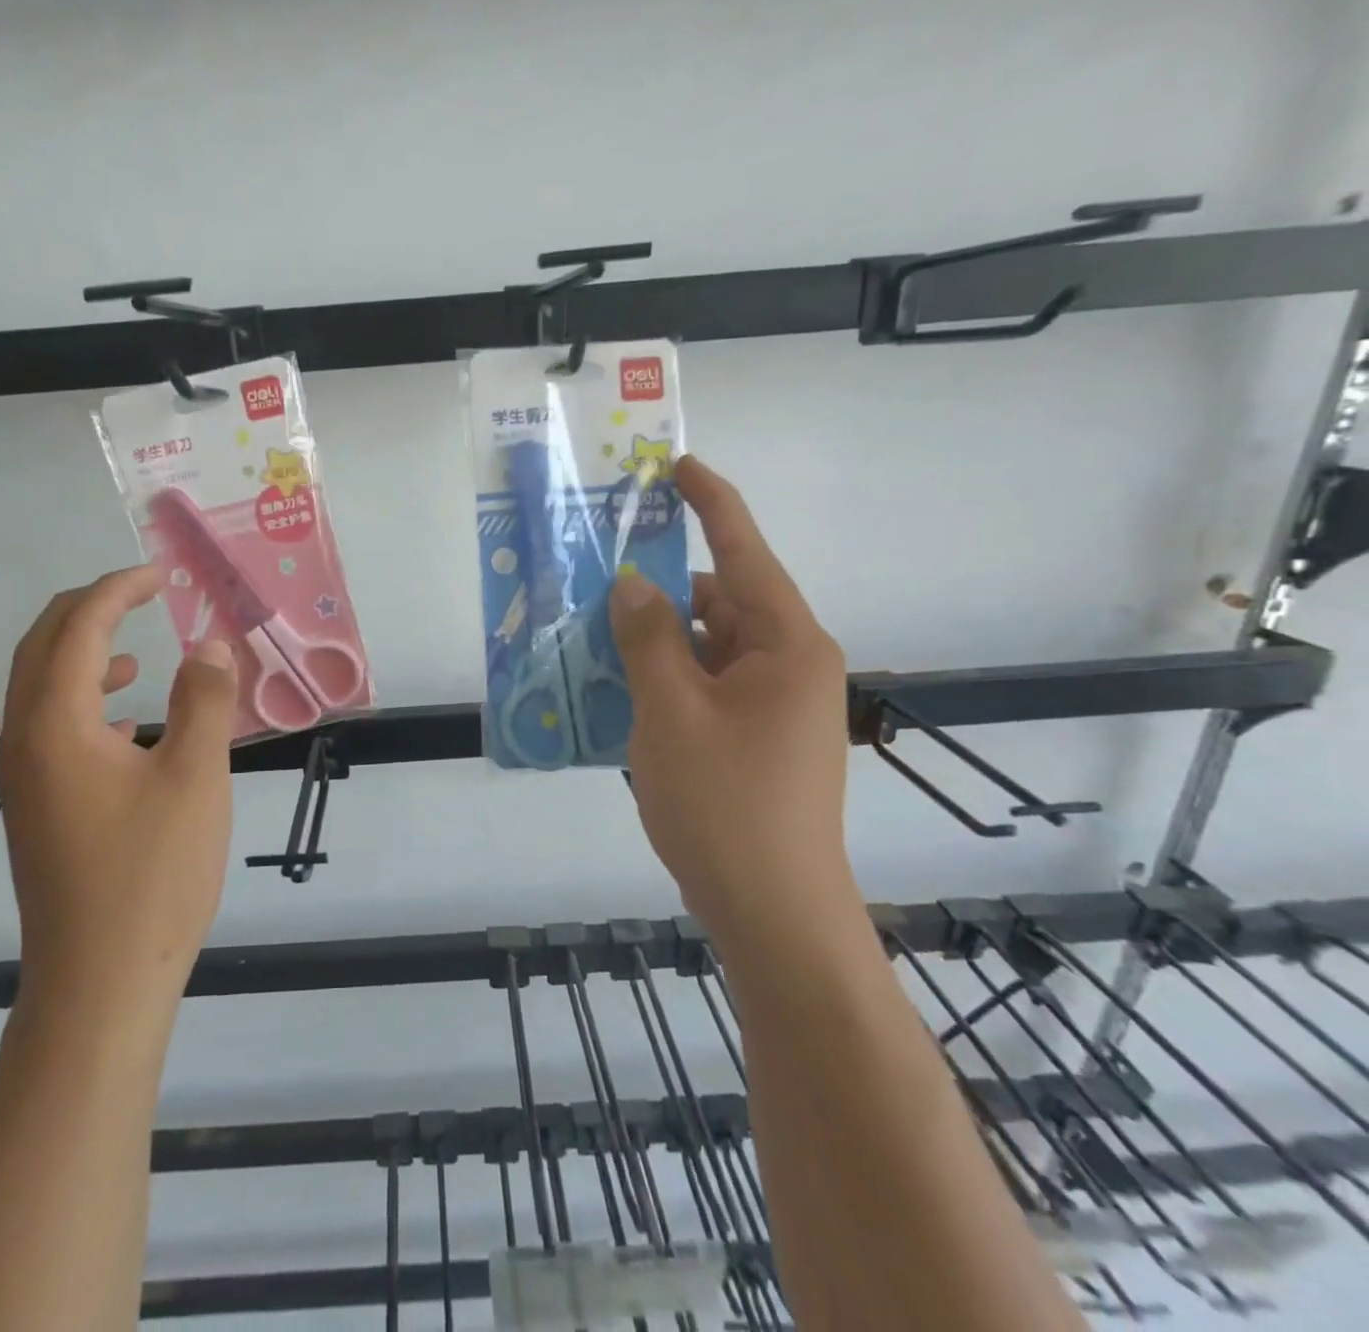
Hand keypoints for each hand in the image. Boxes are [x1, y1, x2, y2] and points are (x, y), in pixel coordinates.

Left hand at [0, 565, 237, 1006]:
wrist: (99, 982)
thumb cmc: (152, 875)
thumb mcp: (196, 778)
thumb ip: (205, 701)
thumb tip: (208, 644)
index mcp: (56, 726)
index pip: (77, 630)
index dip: (117, 591)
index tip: (159, 575)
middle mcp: (25, 743)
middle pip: (41, 649)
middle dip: (90, 610)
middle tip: (141, 594)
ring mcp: (25, 780)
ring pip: (41, 690)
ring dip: (83, 655)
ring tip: (135, 653)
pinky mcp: (37, 809)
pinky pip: (52, 728)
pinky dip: (85, 702)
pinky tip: (128, 722)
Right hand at [609, 456, 851, 926]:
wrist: (773, 913)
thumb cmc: (725, 805)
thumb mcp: (671, 712)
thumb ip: (648, 638)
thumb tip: (633, 583)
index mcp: (786, 644)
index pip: (745, 551)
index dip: (710, 502)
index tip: (676, 465)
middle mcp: (788, 664)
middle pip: (718, 602)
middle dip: (660, 592)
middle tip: (596, 582)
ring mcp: (774, 705)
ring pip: (705, 648)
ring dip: (655, 642)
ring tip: (591, 639)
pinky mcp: (755, 737)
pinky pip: (704, 686)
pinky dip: (665, 680)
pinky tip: (615, 690)